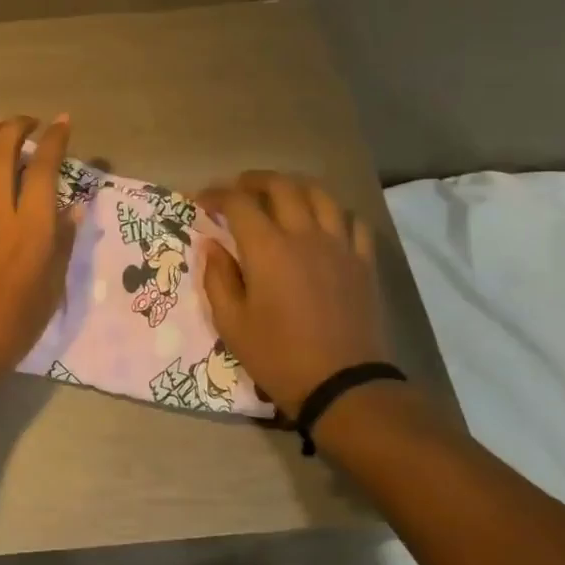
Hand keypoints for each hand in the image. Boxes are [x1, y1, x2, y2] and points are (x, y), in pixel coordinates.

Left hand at [0, 116, 76, 392]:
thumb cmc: (8, 327)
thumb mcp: (49, 291)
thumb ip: (62, 244)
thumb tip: (75, 208)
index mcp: (28, 230)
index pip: (43, 167)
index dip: (54, 139)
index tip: (61, 123)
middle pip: (2, 148)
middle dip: (18, 126)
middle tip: (28, 123)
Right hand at [197, 171, 391, 421]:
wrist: (341, 383)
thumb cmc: (276, 355)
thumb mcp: (230, 323)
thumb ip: (217, 278)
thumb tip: (211, 245)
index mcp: (267, 249)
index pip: (239, 203)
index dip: (216, 195)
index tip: (201, 201)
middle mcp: (304, 236)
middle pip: (282, 186)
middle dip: (254, 181)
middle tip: (237, 189)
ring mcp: (340, 246)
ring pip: (320, 195)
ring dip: (295, 187)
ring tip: (280, 195)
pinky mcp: (363, 262)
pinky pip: (353, 221)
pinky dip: (333, 213)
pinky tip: (322, 223)